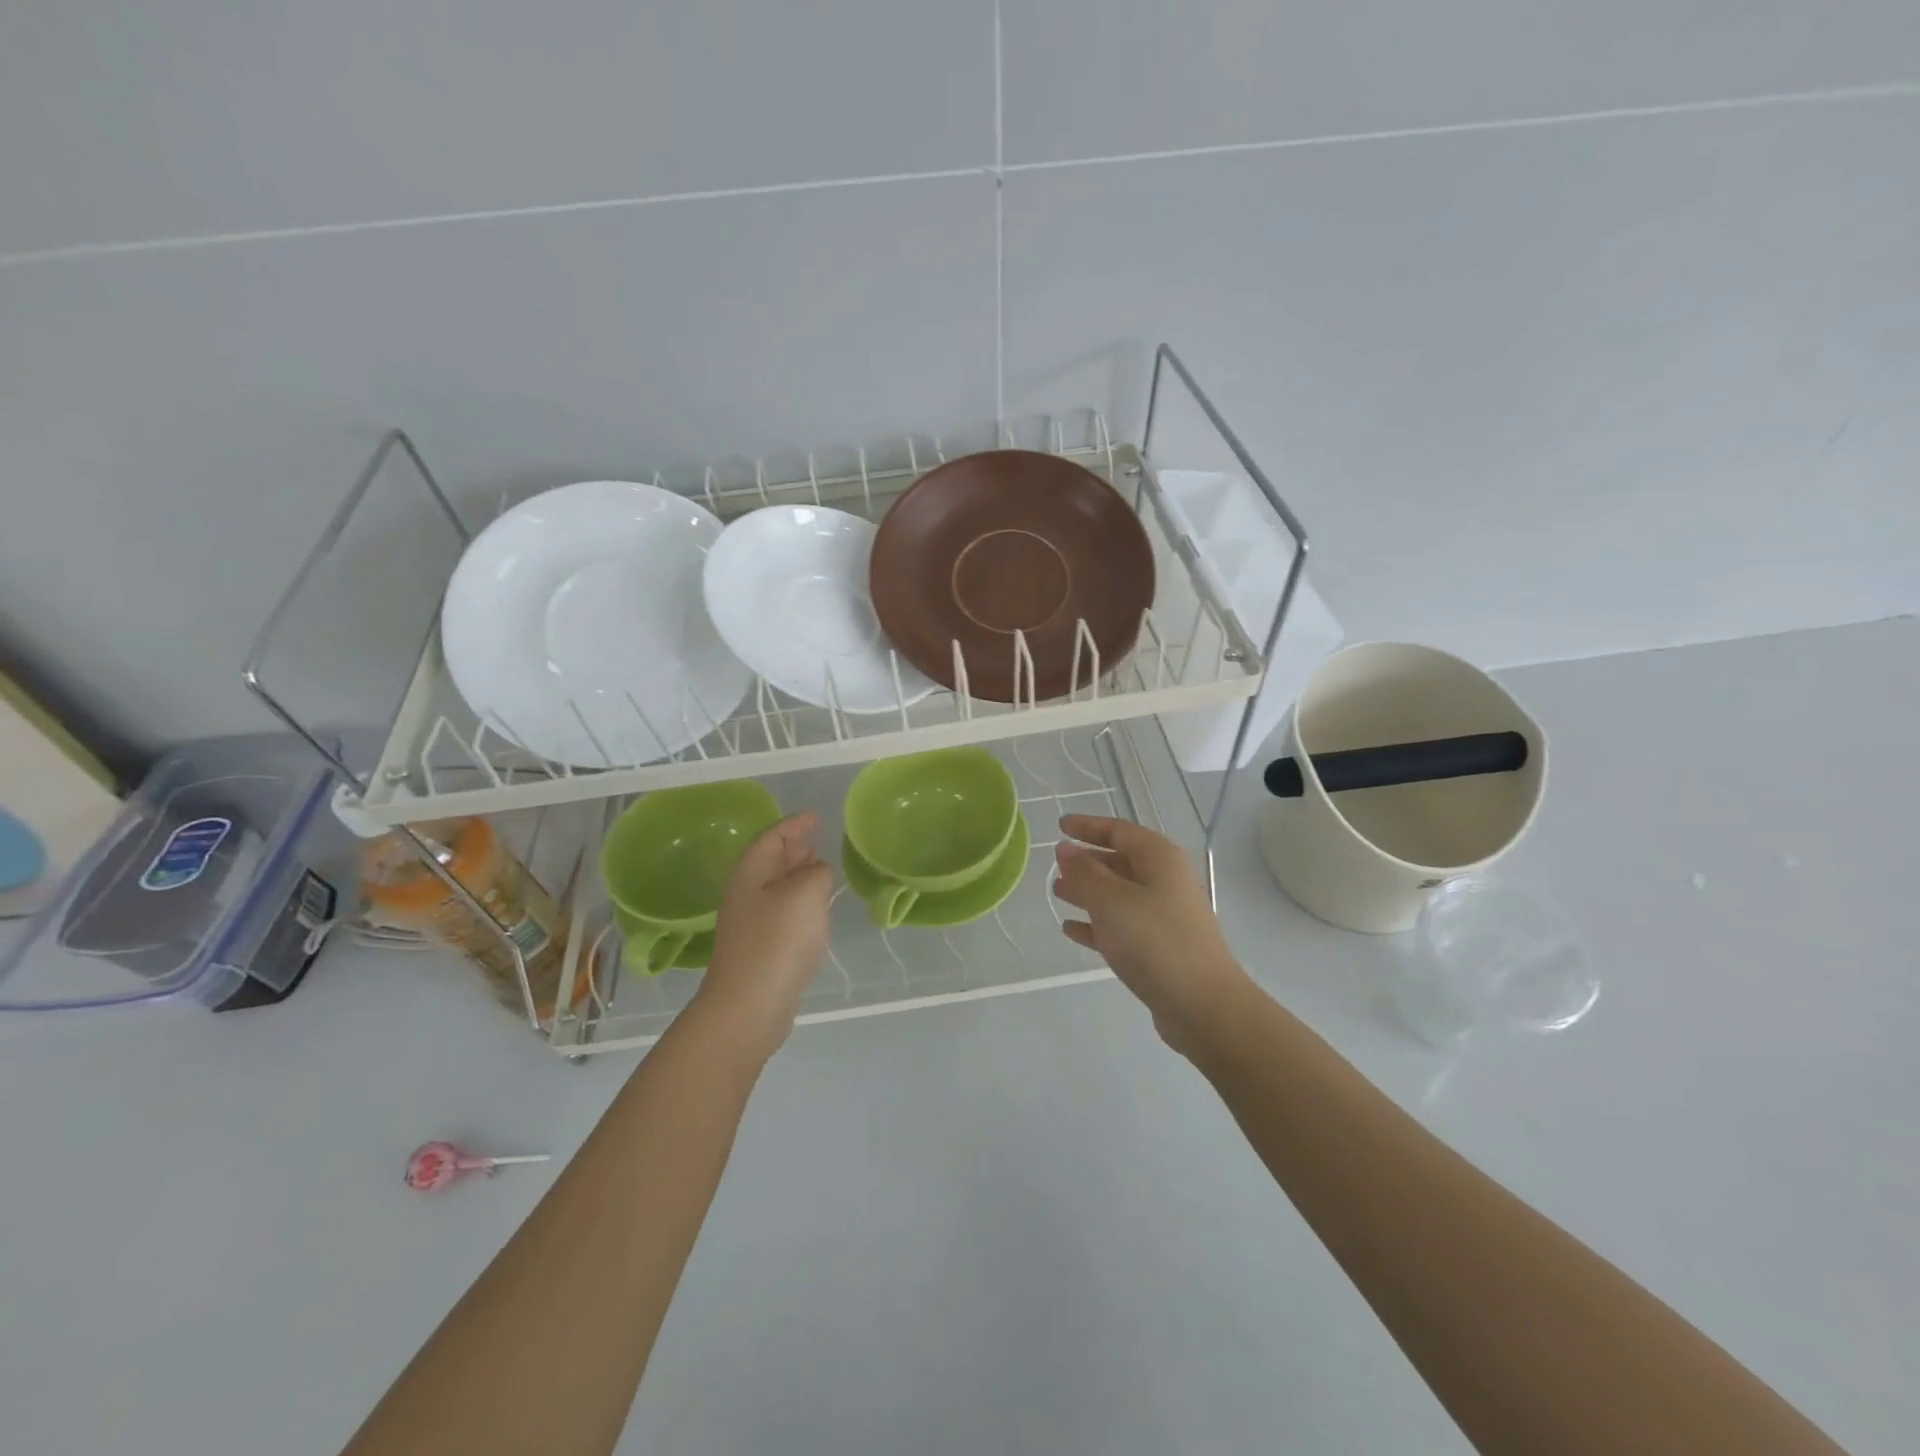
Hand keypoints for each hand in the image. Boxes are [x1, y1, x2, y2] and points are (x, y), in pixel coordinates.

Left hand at [693, 813, 833, 1054]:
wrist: (749, 1006)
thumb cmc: (777, 940)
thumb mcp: (805, 893)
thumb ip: (816, 873)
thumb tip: (817, 871)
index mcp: (751, 874)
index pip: (770, 838)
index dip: (793, 825)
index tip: (814, 817)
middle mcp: (747, 895)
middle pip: (769, 862)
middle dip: (793, 847)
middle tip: (816, 839)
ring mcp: (752, 925)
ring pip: (777, 888)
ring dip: (797, 875)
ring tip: (820, 868)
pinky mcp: (762, 950)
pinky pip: (783, 913)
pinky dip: (800, 902)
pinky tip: (815, 910)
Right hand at [1053, 815, 1247, 1052]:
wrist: (1203, 1005)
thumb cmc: (1154, 941)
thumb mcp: (1111, 901)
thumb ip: (1084, 873)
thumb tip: (1066, 849)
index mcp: (1159, 859)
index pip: (1119, 830)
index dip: (1088, 826)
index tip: (1059, 825)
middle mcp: (1164, 881)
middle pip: (1120, 860)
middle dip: (1087, 861)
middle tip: (1055, 864)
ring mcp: (1164, 915)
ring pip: (1119, 894)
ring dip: (1088, 892)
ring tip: (1057, 893)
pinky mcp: (1159, 948)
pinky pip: (1122, 926)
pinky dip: (1097, 924)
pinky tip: (1072, 929)